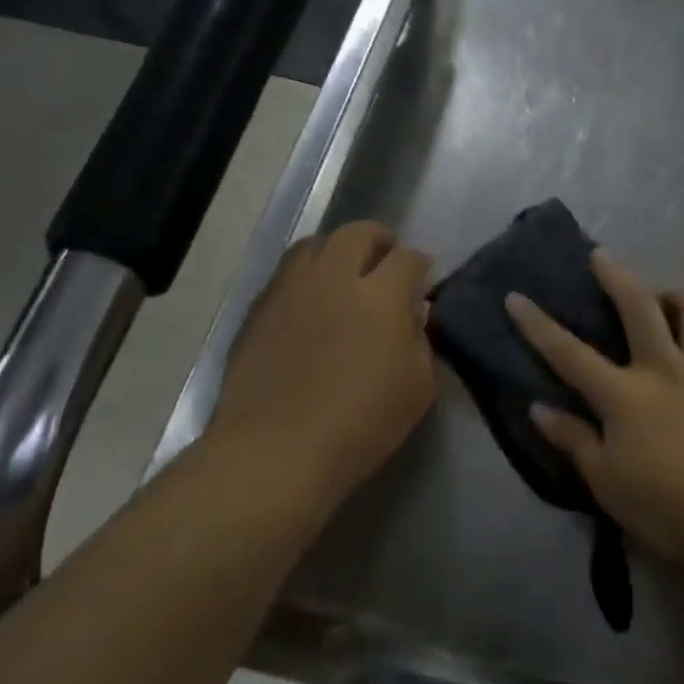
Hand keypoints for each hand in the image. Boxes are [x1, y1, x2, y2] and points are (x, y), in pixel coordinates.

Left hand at [210, 221, 435, 497]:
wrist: (277, 450)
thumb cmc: (361, 423)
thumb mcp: (418, 386)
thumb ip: (420, 339)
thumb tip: (412, 315)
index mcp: (380, 295)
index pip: (408, 258)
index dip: (420, 265)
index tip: (423, 281)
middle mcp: (334, 278)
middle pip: (358, 233)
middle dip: (380, 241)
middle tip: (387, 264)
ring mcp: (291, 289)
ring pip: (316, 244)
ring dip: (338, 250)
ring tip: (346, 274)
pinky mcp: (259, 309)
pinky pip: (287, 273)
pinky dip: (308, 275)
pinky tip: (313, 302)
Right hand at [506, 253, 683, 565]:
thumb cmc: (668, 505)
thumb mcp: (607, 482)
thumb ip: (573, 440)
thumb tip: (538, 408)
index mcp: (624, 395)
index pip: (569, 354)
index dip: (538, 325)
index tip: (515, 297)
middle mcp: (664, 367)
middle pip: (637, 307)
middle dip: (615, 276)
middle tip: (602, 257)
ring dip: (679, 294)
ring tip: (670, 298)